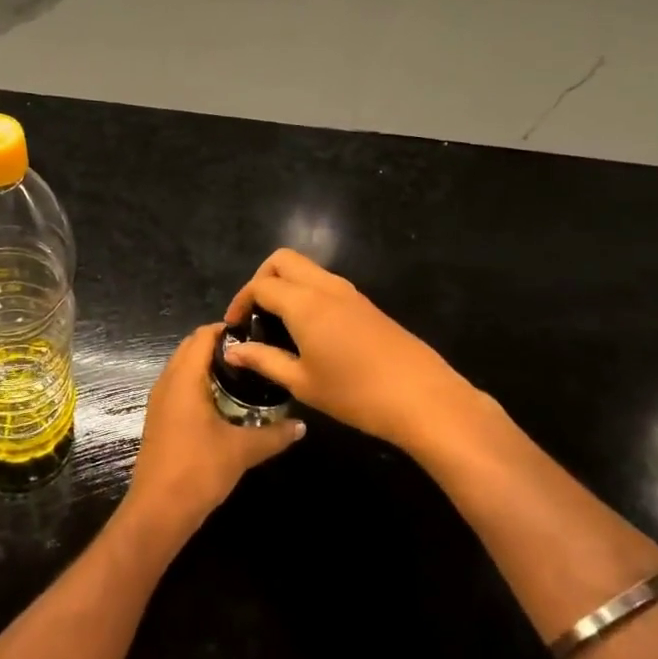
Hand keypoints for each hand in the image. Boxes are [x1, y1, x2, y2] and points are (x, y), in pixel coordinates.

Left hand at [123, 324, 303, 539]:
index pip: (203, 336)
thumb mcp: (242, 451)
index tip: (257, 334)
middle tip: (254, 354)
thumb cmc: (198, 470)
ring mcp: (160, 401)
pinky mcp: (160, 418)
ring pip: (183, 367)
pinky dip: (199, 383)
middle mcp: (167, 382)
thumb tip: (302, 426)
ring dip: (208, 365)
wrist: (158, 509)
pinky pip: (179, 386)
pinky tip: (224, 401)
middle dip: (220, 345)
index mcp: (184, 378)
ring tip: (244, 375)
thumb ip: (274, 435)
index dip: (228, 330)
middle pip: (191, 347)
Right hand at [223, 249, 487, 453]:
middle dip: (261, 278)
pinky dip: (306, 294)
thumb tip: (233, 350)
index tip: (233, 327)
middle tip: (254, 314)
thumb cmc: (355, 394)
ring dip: (286, 285)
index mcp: (304, 303)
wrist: (424, 399)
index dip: (239, 301)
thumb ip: (264, 361)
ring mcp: (350, 293)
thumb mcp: (302, 382)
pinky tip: (308, 331)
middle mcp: (325, 287)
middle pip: (283, 260)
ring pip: (307, 269)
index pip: (260, 285)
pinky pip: (326, 284)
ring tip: (277, 324)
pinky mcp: (367, 305)